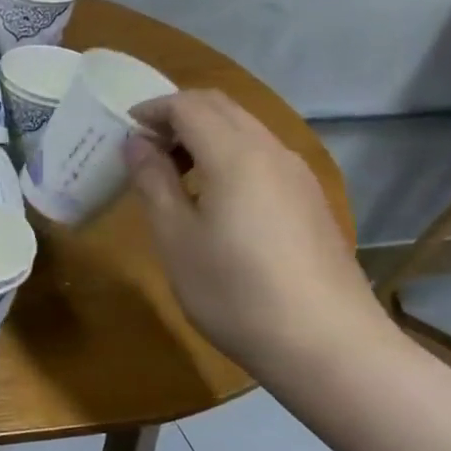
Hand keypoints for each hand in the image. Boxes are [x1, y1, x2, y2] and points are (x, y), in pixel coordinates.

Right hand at [122, 89, 384, 377]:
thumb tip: (136, 143)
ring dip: (204, 135)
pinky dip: (228, 156)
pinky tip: (214, 199)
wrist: (326, 344)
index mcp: (235, 154)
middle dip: (178, 116)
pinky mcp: (310, 200)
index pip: (189, 105)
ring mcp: (298, 175)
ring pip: (245, 130)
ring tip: (174, 175)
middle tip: (144, 149)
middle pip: (221, 108)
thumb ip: (153, 181)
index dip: (152, 110)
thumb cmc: (234, 291)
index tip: (123, 132)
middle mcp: (271, 151)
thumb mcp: (175, 238)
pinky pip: (262, 156)